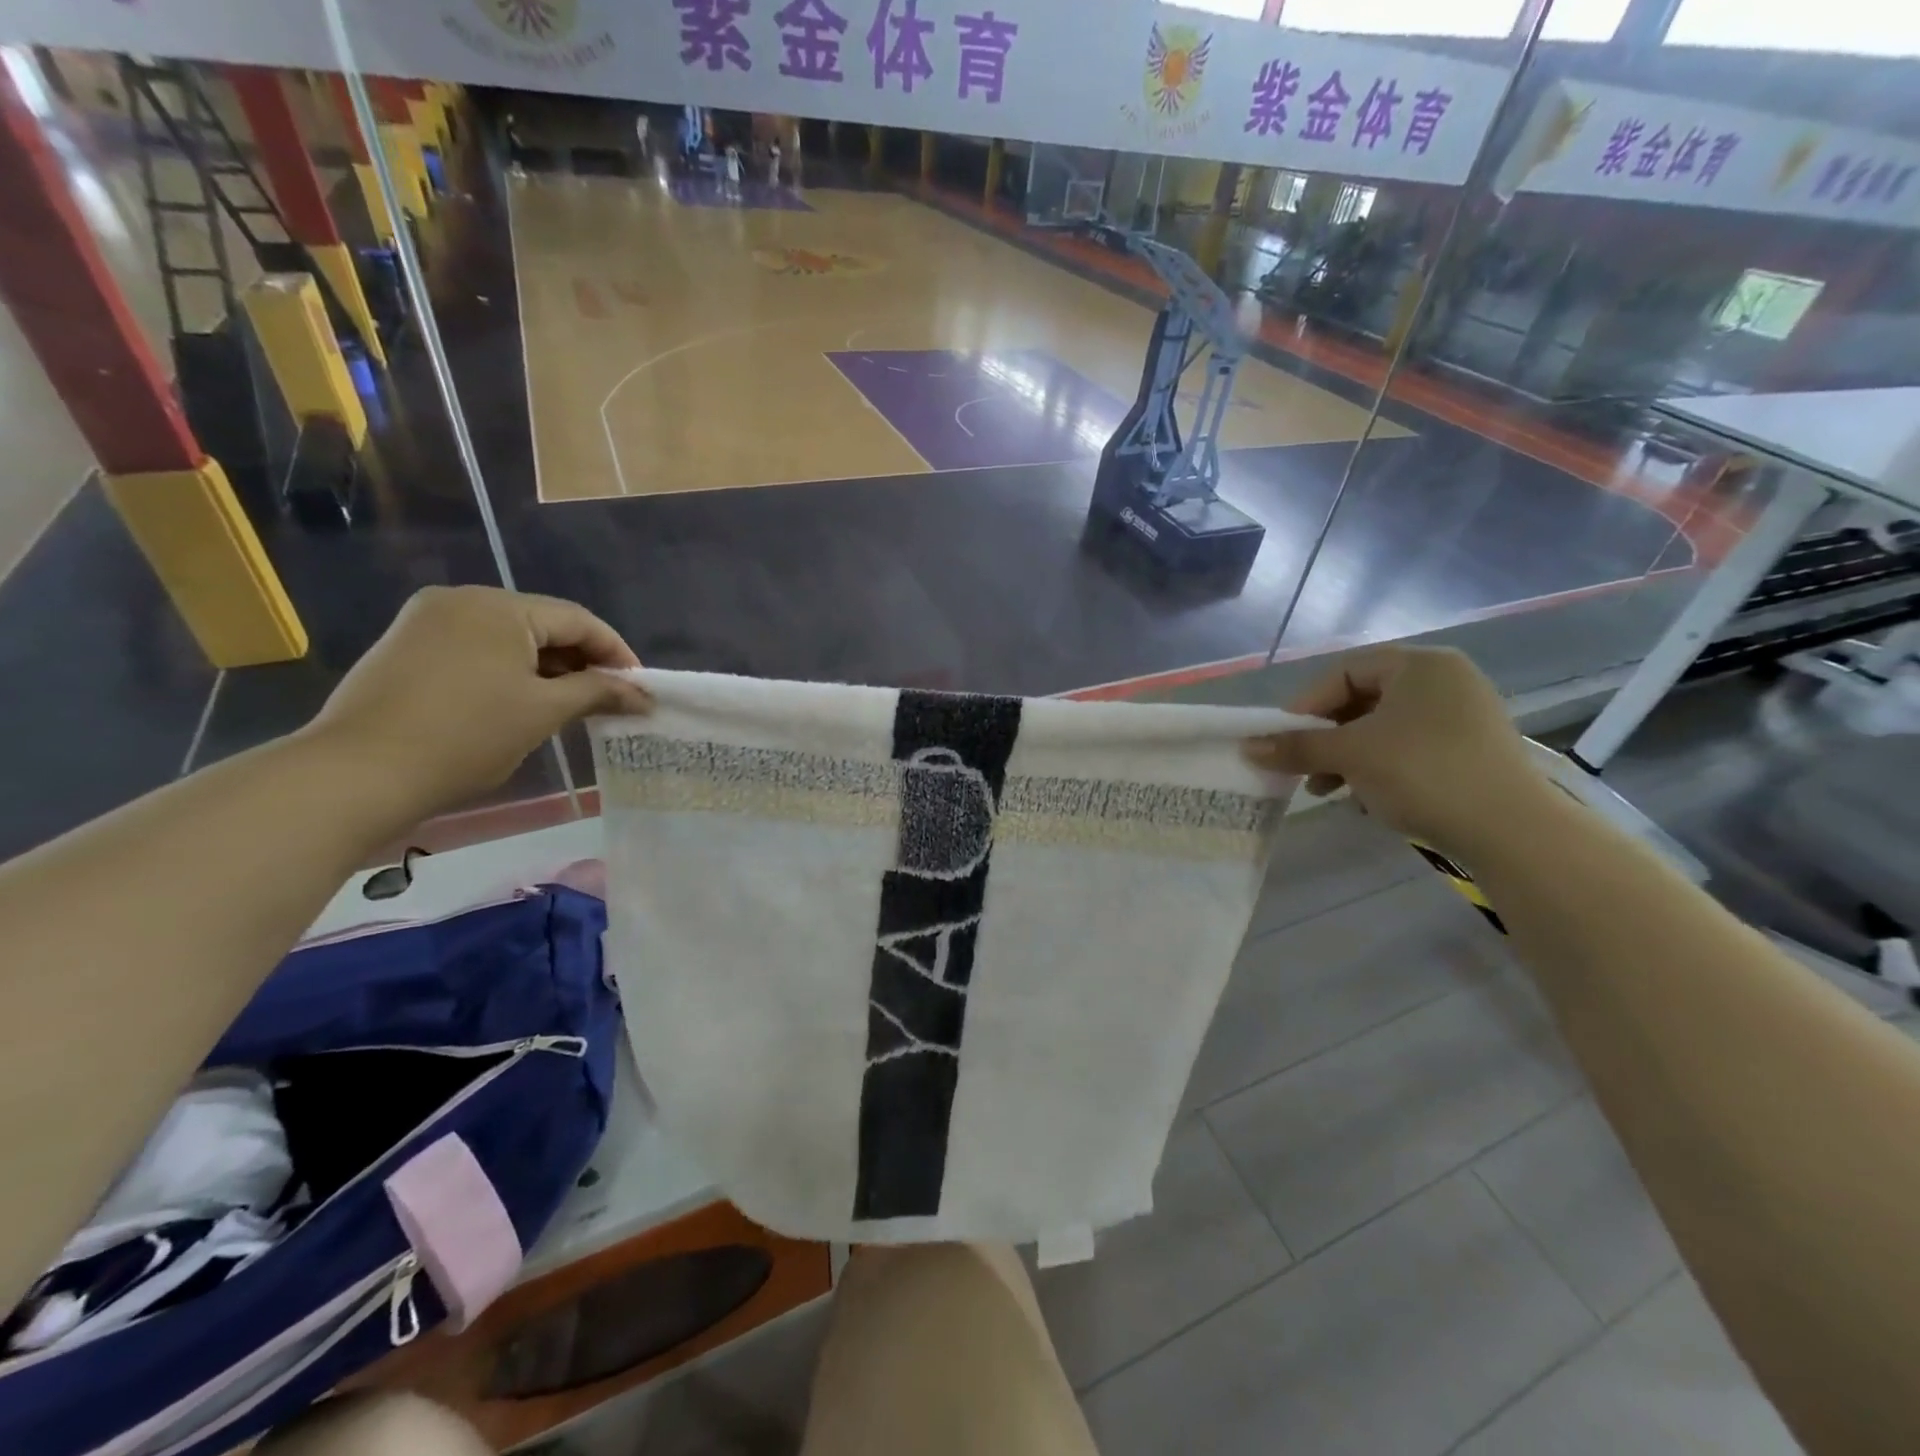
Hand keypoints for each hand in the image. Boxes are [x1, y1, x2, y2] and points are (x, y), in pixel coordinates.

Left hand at [304, 587, 652, 819]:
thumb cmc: (466, 736)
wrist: (357, 773)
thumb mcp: (544, 712)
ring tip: (570, 707)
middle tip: (609, 701)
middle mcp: (462, 600)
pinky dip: (509, 673)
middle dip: (582, 662)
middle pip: (543, 625)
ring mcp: (427, 622)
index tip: (640, 689)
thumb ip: (599, 693)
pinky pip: (476, 650)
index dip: (617, 653)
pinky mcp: (406, 648)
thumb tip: (644, 696)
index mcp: (499, 606)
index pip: (578, 620)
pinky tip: (519, 704)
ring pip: (509, 639)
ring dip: (547, 670)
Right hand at [1244, 646, 1548, 865]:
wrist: (1511, 830)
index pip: (1343, 672)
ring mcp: (1463, 715)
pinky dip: (1379, 768)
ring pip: (1383, 729)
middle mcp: (1445, 680)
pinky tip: (1365, 799)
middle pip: (1361, 700)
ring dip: (1346, 757)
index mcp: (1419, 665)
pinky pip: (1409, 748)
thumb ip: (1297, 746)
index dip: (1306, 705)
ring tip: (1327, 790)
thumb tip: (1247, 747)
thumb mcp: (1350, 755)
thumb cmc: (1422, 773)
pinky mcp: (1471, 750)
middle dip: (1325, 737)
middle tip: (1302, 767)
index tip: (1283, 739)